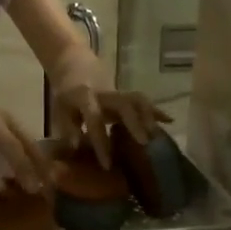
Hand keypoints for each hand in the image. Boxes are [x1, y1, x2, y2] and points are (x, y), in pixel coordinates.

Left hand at [52, 81, 169, 166]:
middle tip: (143, 143)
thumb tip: (75, 149)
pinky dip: (156, 110)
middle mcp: (105, 93)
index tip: (107, 164)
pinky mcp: (127, 93)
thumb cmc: (65, 94)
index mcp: (84, 97)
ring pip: (137, 99)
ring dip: (149, 116)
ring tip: (157, 136)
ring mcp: (118, 91)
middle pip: (124, 104)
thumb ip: (68, 129)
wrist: (74, 64)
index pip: (94, 120)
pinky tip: (170, 121)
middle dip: (135, 123)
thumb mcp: (60, 110)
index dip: (101, 142)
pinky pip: (143, 101)